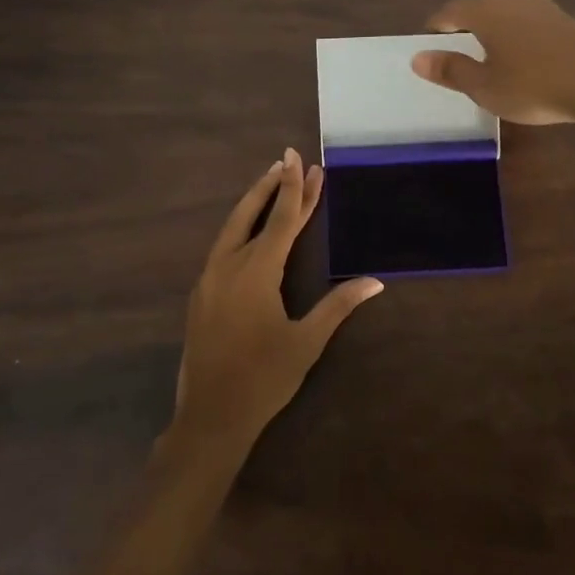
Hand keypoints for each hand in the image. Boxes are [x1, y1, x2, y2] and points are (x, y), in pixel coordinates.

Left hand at [171, 149, 383, 452]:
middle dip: (271, 186)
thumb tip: (374, 281)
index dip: (294, 188)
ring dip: (253, 204)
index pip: (280, 219)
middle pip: (249, 213)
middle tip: (286, 159)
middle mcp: (228, 266)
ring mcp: (209, 280)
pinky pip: (222, 248)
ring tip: (270, 184)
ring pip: (231, 229)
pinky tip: (249, 233)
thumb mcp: (306, 342)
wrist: (210, 416)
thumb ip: (337, 306)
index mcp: (256, 272)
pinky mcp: (200, 295)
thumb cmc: (264, 378)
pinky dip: (240, 229)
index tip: (298, 158)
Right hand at [410, 0, 574, 124]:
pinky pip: (528, 19)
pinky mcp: (564, 16)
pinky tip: (523, 52)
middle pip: (478, 7)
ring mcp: (541, 5)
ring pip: (505, 11)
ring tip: (489, 51)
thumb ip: (451, 70)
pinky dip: (517, 32)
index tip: (429, 41)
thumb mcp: (485, 87)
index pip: (450, 11)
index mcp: (485, 12)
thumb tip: (418, 58)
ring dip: (493, 27)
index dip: (435, 26)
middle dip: (464, 25)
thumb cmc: (534, 86)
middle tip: (457, 49)